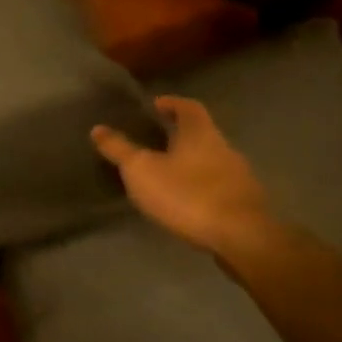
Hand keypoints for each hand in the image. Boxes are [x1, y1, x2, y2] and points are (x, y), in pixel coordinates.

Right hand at [92, 95, 270, 252]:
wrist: (242, 238)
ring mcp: (238, 176)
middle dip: (178, 135)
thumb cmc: (187, 194)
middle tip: (152, 141)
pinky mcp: (244, 202)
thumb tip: (97, 128)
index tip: (155, 106)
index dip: (171, 103)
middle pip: (200, 133)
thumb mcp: (141, 170)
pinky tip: (184, 200)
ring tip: (164, 174)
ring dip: (189, 162)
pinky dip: (199, 185)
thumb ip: (119, 149)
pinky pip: (217, 185)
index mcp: (200, 134)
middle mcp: (224, 148)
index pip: (188, 107)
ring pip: (209, 160)